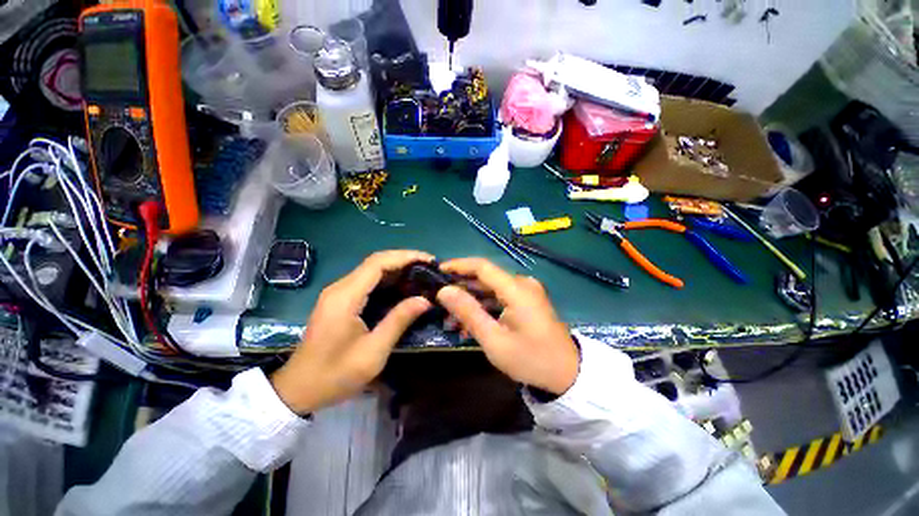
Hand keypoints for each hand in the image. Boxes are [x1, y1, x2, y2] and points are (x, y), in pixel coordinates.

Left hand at [271, 250, 433, 413]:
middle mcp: (340, 288)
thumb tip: (425, 300)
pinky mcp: (340, 301)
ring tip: (422, 275)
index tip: (428, 260)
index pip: (378, 263)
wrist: (298, 389)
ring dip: (397, 269)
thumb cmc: (335, 375)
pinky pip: (367, 281)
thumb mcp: (373, 352)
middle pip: (375, 262)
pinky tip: (403, 287)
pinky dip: (388, 280)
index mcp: (346, 297)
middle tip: (430, 268)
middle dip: (404, 261)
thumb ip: (399, 321)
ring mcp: (338, 293)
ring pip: (372, 270)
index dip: (405, 257)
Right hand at [436, 258, 578, 394]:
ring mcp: (526, 292)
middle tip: (439, 302)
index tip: (437, 272)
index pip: (482, 266)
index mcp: (517, 289)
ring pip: (490, 289)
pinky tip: (469, 324)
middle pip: (485, 277)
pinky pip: (500, 298)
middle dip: (461, 288)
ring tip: (450, 320)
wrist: (568, 374)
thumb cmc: (531, 360)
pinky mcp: (526, 301)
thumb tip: (444, 291)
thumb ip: (468, 312)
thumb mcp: (494, 340)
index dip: (458, 266)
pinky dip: (484, 307)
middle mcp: (522, 284)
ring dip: (470, 301)